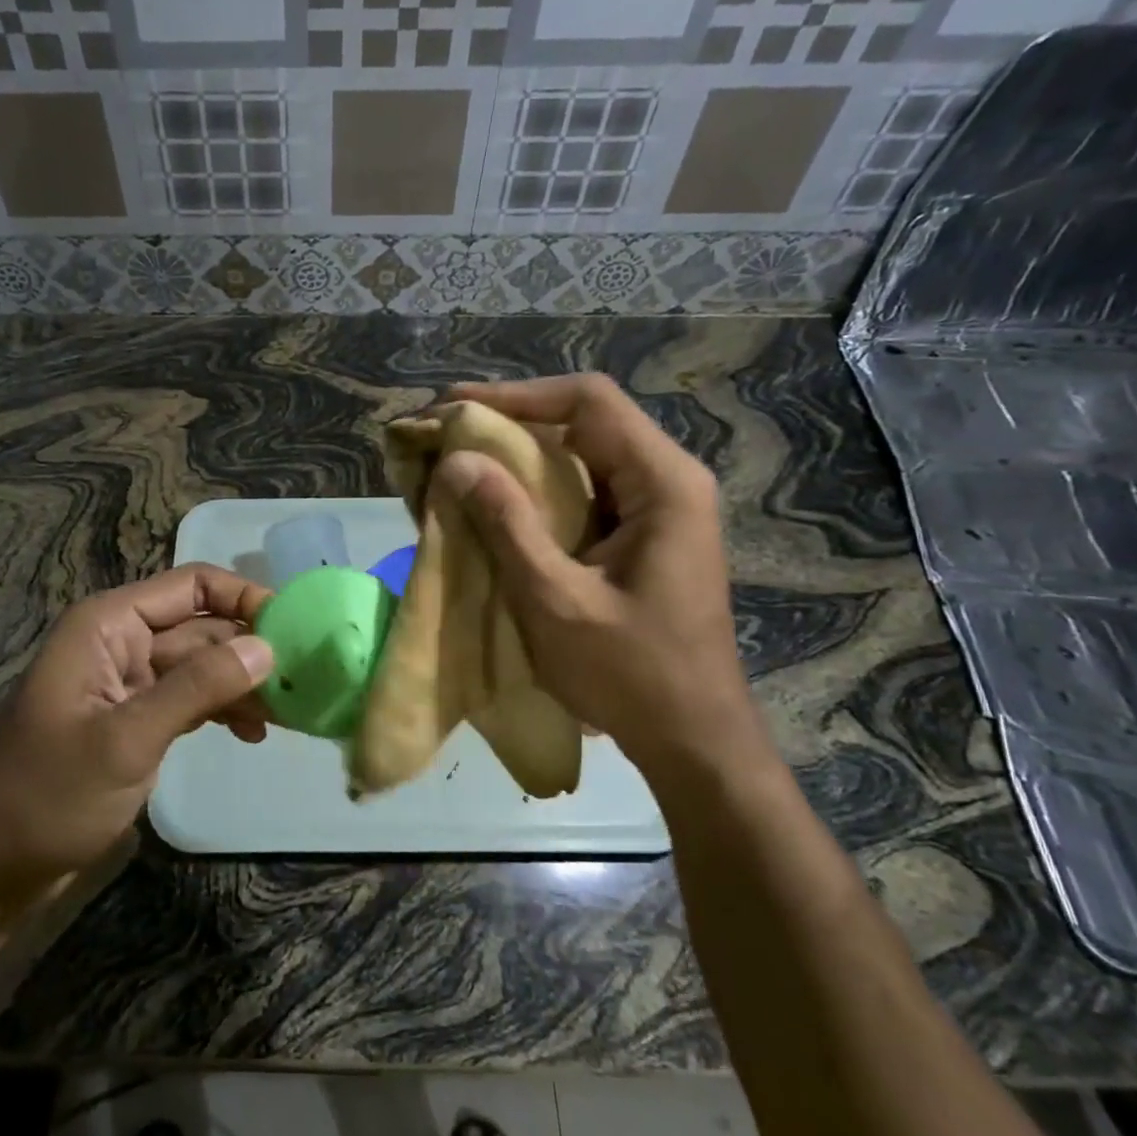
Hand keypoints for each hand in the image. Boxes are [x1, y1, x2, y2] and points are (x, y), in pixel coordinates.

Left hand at [0, 564, 272, 910]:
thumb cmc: (46, 796)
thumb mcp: (126, 739)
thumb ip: (197, 688)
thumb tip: (268, 648)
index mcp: (109, 625)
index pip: (193, 586)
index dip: (245, 600)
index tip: (294, 632)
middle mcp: (122, 642)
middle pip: (204, 627)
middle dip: (252, 650)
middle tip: (308, 681)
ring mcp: (131, 684)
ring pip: (203, 666)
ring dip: (244, 684)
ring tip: (290, 713)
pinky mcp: (138, 721)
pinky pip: (192, 700)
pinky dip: (223, 710)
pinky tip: (255, 733)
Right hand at [436, 376, 767, 779]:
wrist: (693, 739)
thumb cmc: (631, 674)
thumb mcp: (556, 600)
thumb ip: (507, 525)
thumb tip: (457, 461)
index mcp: (663, 483)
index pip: (589, 402)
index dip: (517, 395)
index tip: (454, 409)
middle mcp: (667, 481)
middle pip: (584, 423)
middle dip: (509, 425)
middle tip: (443, 438)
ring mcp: (658, 510)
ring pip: (580, 459)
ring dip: (518, 460)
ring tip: (456, 467)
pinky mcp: (641, 538)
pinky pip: (583, 495)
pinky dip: (535, 495)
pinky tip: (493, 508)